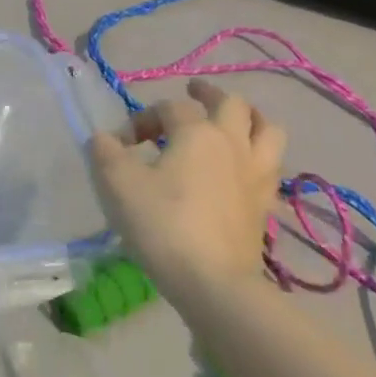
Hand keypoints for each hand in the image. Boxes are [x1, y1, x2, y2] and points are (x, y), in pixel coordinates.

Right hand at [89, 79, 285, 303]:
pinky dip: (257, 157)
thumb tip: (106, 139)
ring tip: (230, 121)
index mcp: (198, 132)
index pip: (170, 107)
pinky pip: (270, 167)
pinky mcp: (265, 206)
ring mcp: (256, 176)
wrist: (213, 283)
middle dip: (208, 94)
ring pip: (267, 131)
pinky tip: (239, 168)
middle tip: (191, 93)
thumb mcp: (116, 181)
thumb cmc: (162, 223)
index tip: (121, 145)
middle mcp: (234, 145)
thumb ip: (105, 150)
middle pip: (232, 104)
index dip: (143, 118)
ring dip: (248, 119)